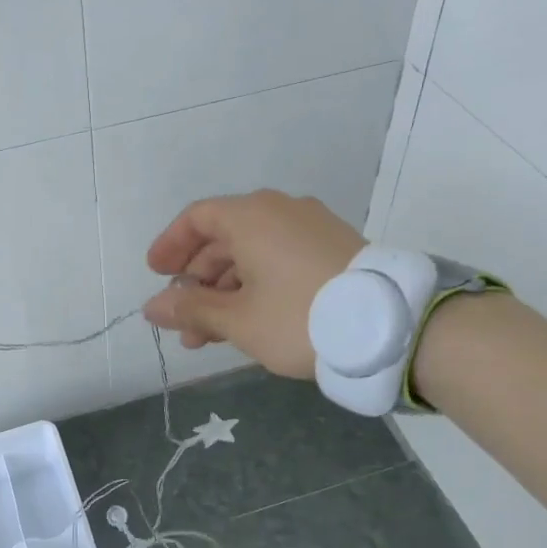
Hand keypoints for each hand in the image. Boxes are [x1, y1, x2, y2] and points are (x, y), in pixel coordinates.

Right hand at [141, 191, 363, 378]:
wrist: (394, 328)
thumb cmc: (301, 317)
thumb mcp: (238, 320)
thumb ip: (191, 309)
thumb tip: (152, 306)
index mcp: (251, 216)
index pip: (196, 218)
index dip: (170, 245)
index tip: (155, 275)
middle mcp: (280, 210)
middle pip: (224, 239)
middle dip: (198, 282)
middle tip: (184, 323)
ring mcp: (311, 227)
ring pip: (253, 254)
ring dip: (226, 291)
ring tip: (212, 337)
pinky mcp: (334, 248)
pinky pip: (280, 258)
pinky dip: (257, 285)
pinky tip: (251, 322)